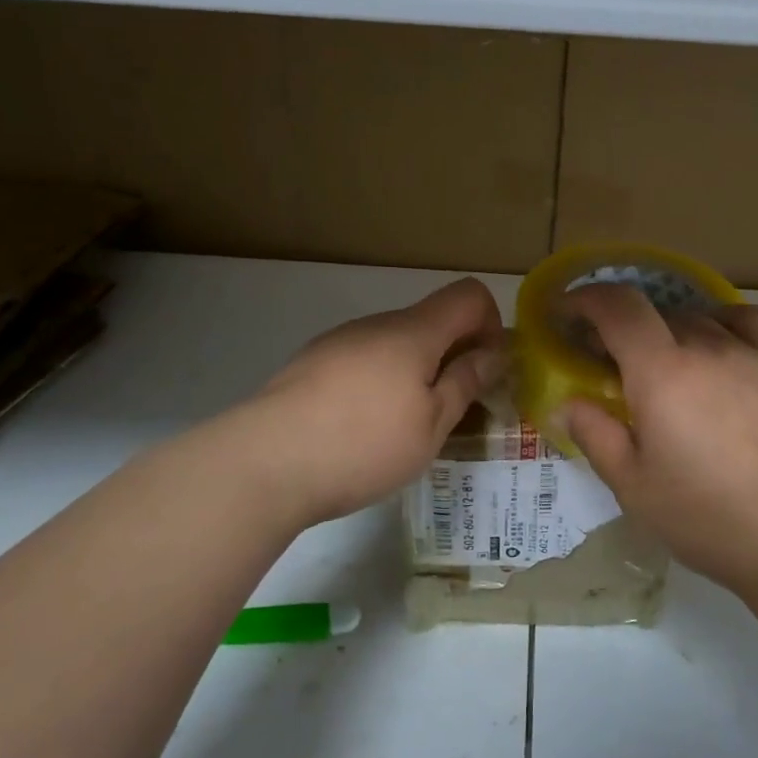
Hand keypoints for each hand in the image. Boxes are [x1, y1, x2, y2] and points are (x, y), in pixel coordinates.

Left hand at [167, 279, 504, 530]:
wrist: (263, 463)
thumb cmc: (363, 444)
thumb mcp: (431, 424)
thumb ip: (466, 382)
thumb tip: (494, 352)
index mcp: (414, 331)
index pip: (468, 294)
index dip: (491, 324)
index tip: (484, 369)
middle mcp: (377, 324)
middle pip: (431, 320)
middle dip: (453, 355)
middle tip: (451, 410)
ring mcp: (339, 341)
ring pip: (395, 343)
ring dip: (414, 371)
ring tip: (402, 427)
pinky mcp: (311, 363)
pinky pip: (362, 359)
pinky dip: (378, 381)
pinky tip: (360, 428)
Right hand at [555, 285, 757, 601]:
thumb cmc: (708, 517)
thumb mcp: (633, 486)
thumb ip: (595, 434)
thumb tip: (567, 402)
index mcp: (662, 372)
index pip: (618, 306)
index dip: (585, 298)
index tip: (565, 314)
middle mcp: (705, 347)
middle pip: (652, 311)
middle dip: (619, 326)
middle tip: (605, 363)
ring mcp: (747, 353)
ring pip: (693, 317)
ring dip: (663, 330)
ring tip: (659, 366)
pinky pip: (744, 321)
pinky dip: (718, 322)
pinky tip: (714, 350)